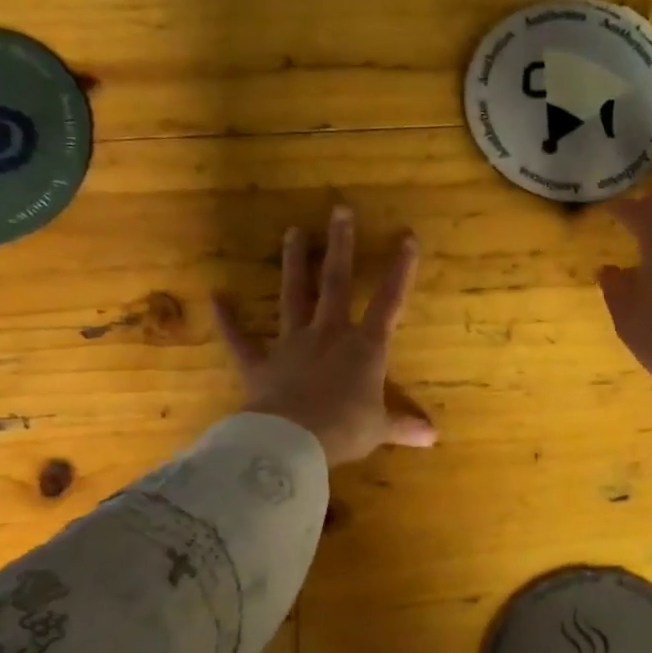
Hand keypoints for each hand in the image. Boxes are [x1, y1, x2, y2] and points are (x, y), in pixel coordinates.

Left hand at [211, 207, 437, 466]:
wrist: (291, 442)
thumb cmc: (344, 430)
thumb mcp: (380, 429)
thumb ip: (404, 426)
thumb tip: (434, 437)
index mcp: (364, 348)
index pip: (388, 302)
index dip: (400, 270)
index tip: (406, 237)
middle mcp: (328, 334)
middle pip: (336, 283)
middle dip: (341, 246)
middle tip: (340, 210)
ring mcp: (291, 345)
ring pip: (294, 296)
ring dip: (295, 264)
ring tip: (293, 231)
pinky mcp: (260, 364)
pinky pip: (242, 340)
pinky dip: (229, 320)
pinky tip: (217, 296)